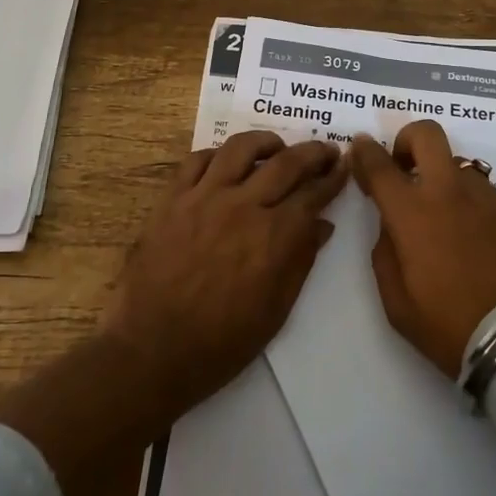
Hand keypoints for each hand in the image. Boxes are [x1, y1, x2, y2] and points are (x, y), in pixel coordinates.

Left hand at [100, 130, 348, 418]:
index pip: (313, 194)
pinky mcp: (172, 200)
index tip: (344, 166)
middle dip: (313, 153)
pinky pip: (196, 160)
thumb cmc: (221, 343)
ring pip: (241, 148)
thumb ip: (301, 261)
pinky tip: (226, 163)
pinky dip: (217, 155)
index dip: (333, 178)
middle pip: (286, 163)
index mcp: (273, 237)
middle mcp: (243, 206)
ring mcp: (204, 198)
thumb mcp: (276, 311)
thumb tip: (323, 225)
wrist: (152, 353)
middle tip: (325, 150)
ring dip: (266, 142)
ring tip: (277, 147)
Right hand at [352, 121, 495, 376]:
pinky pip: (488, 198)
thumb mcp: (398, 303)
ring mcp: (489, 197)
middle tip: (406, 167)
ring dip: (446, 186)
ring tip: (452, 227)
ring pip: (460, 170)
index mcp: (413, 213)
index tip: (360, 148)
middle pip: (427, 134)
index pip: (379, 165)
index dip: (365, 151)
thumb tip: (392, 226)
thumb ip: (386, 253)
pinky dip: (477, 212)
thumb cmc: (452, 327)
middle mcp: (450, 191)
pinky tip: (484, 248)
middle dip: (408, 140)